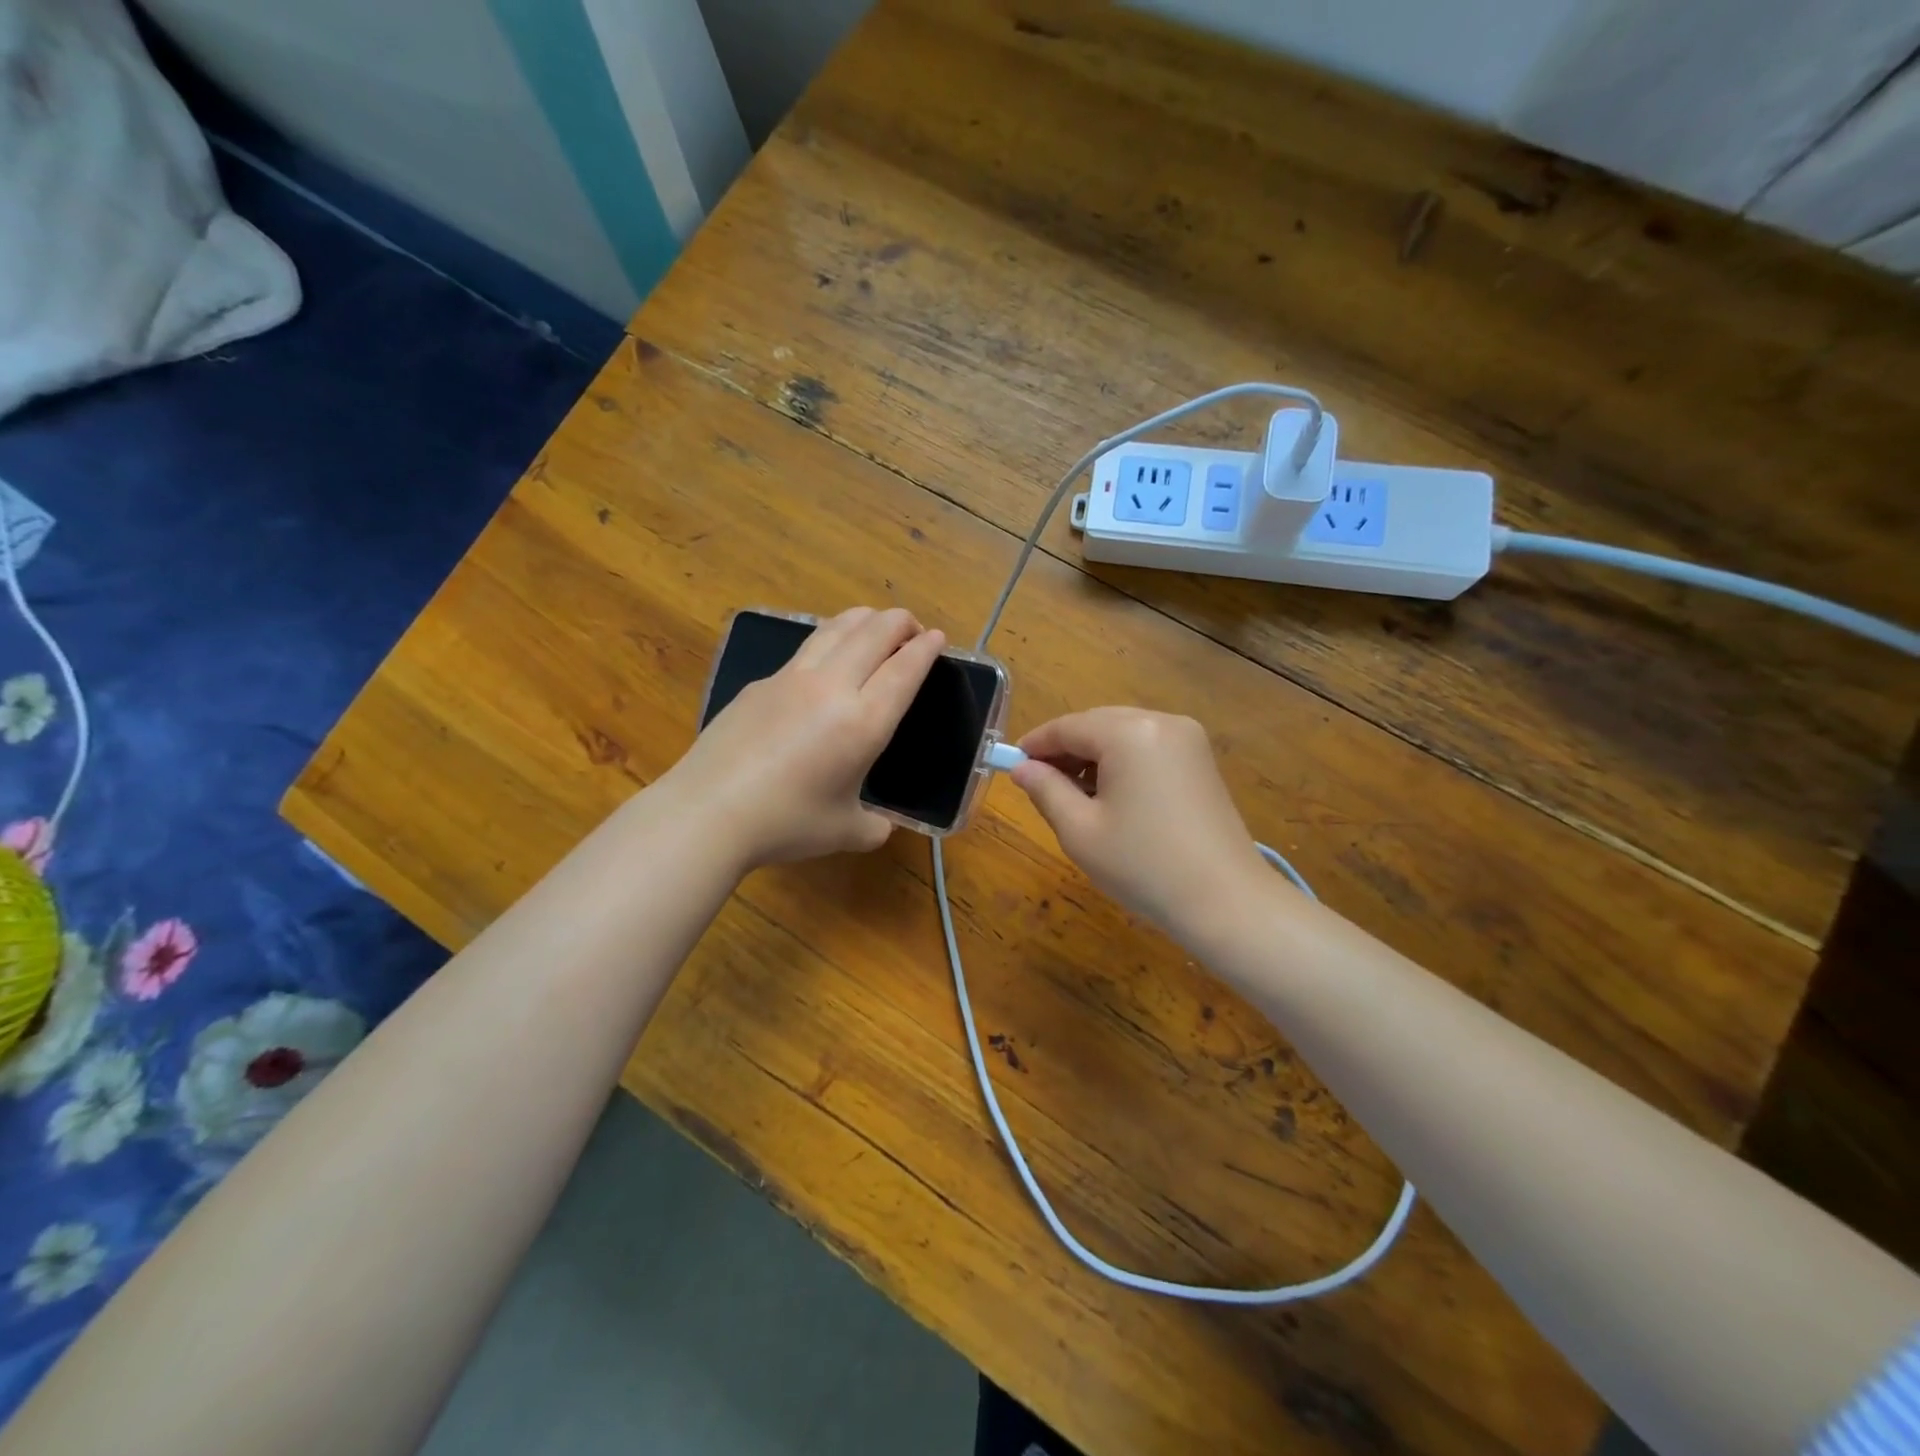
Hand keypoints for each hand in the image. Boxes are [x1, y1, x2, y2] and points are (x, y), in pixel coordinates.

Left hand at [666, 607, 944, 866]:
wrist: (709, 811)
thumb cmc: (786, 822)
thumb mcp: (844, 831)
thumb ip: (873, 826)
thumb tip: (881, 827)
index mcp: (864, 721)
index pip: (904, 668)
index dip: (926, 648)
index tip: (938, 637)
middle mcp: (832, 687)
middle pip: (873, 632)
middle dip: (900, 621)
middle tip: (912, 627)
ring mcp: (791, 678)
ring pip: (836, 628)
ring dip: (864, 619)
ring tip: (874, 625)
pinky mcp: (760, 683)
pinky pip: (805, 649)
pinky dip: (829, 640)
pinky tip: (825, 657)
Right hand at [1012, 707, 1269, 937]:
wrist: (1226, 902)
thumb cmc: (1144, 867)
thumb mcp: (1080, 831)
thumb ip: (1045, 790)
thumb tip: (1022, 768)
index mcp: (1129, 733)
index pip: (1068, 726)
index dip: (1035, 744)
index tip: (1010, 764)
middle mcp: (1161, 721)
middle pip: (1097, 724)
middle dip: (1065, 749)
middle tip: (1038, 783)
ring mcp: (1187, 739)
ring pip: (1122, 734)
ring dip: (1092, 756)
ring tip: (1072, 795)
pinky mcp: (1200, 760)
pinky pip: (1147, 747)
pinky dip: (1122, 762)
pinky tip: (1110, 795)